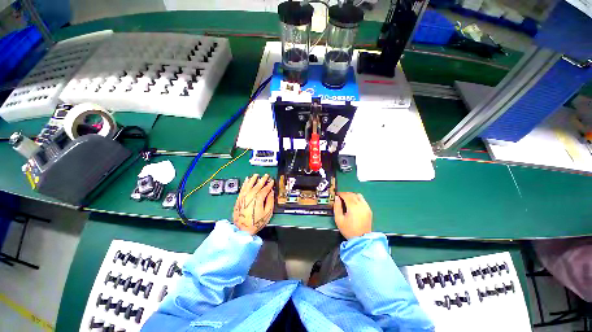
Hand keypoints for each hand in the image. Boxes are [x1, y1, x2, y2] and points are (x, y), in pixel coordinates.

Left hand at [233, 174, 274, 234]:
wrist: (242, 229)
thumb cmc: (256, 222)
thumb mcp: (267, 213)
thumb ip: (270, 201)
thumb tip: (271, 192)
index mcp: (258, 199)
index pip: (265, 189)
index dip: (269, 185)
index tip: (272, 181)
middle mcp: (250, 196)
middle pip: (257, 185)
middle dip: (262, 180)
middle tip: (266, 175)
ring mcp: (243, 197)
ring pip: (249, 185)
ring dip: (253, 179)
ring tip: (256, 175)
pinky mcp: (239, 199)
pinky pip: (242, 188)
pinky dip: (245, 183)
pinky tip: (246, 180)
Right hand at [334, 192, 371, 238]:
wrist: (361, 239)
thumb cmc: (348, 230)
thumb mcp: (339, 219)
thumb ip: (337, 207)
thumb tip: (337, 198)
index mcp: (353, 207)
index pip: (346, 195)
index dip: (341, 193)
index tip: (337, 194)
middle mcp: (361, 205)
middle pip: (352, 194)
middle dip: (346, 194)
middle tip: (340, 197)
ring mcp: (366, 207)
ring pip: (359, 196)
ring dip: (352, 196)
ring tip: (347, 200)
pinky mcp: (369, 210)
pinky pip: (363, 200)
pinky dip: (357, 199)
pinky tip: (354, 204)